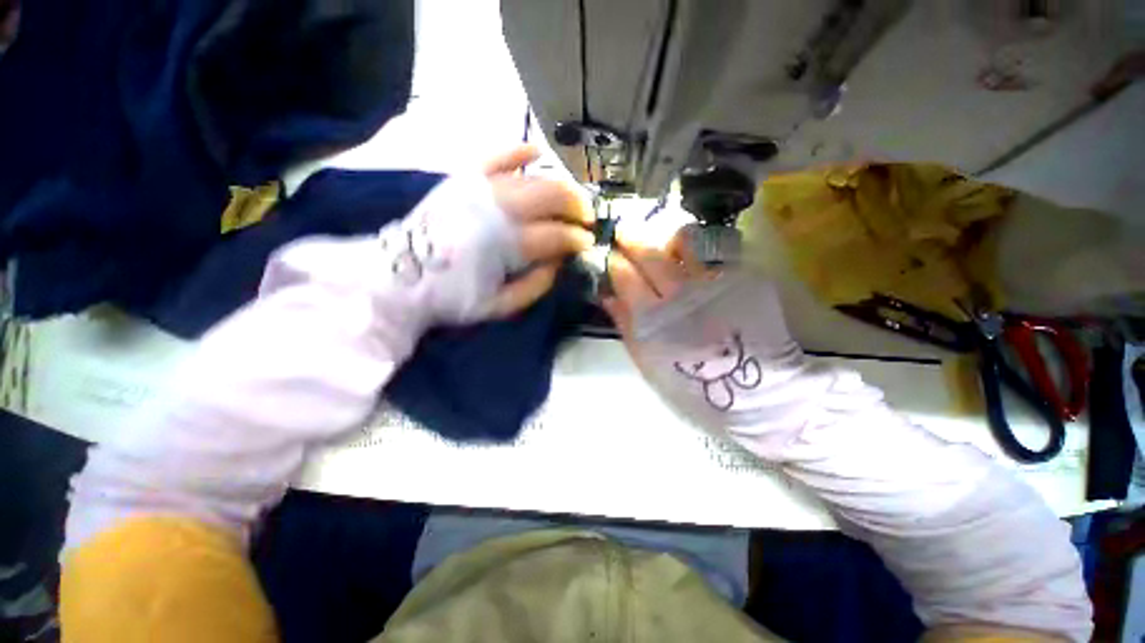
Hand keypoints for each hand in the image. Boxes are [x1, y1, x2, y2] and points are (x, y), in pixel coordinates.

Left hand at [380, 145, 593, 323]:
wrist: (399, 277)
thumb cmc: (453, 297)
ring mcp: (479, 189)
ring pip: (533, 177)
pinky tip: (537, 152)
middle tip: (587, 218)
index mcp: (505, 244)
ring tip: (572, 198)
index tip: (588, 243)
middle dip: (577, 207)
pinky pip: (496, 156)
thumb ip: (536, 285)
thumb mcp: (500, 306)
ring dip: (560, 186)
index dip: (577, 239)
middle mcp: (496, 209)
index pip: (556, 235)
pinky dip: (519, 151)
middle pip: (551, 197)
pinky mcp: (463, 179)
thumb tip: (560, 261)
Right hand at [601, 229, 802, 422]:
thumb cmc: (692, 386)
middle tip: (624, 229)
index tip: (609, 255)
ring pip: (683, 245)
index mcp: (653, 319)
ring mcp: (713, 283)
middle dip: (632, 237)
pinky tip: (692, 263)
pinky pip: (709, 258)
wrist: (757, 393)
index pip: (625, 276)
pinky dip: (695, 255)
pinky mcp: (741, 280)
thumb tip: (608, 296)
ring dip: (665, 239)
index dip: (614, 262)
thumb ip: (626, 327)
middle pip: (649, 254)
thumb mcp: (649, 364)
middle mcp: (680, 295)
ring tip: (660, 240)